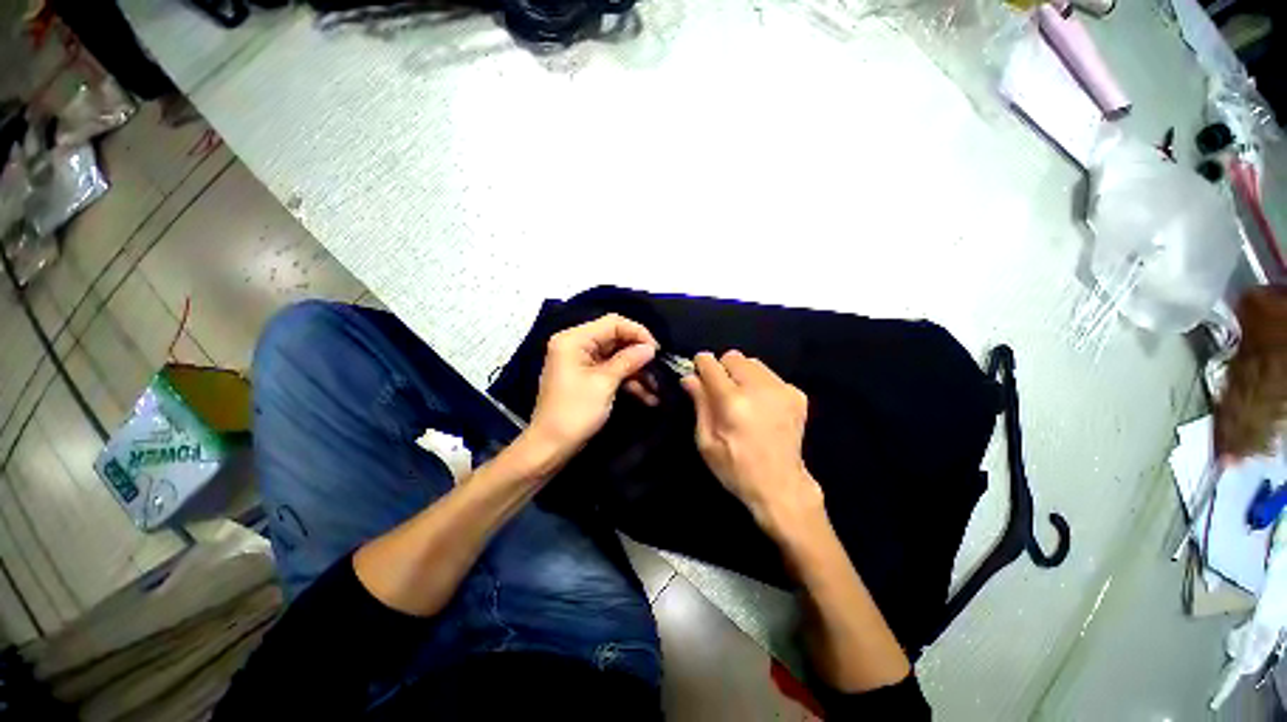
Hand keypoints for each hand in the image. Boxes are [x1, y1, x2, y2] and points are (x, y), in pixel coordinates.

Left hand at [527, 314, 658, 464]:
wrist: (551, 447)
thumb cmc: (575, 411)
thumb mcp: (604, 383)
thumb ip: (628, 361)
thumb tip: (650, 348)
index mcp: (574, 339)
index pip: (612, 323)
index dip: (637, 332)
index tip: (657, 350)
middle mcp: (576, 345)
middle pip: (616, 339)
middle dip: (638, 354)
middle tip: (659, 368)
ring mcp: (582, 362)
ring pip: (617, 357)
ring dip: (637, 371)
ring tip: (657, 388)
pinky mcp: (587, 377)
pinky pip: (611, 371)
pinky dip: (628, 381)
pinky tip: (648, 396)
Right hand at [681, 351, 823, 536]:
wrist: (781, 486)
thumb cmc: (735, 468)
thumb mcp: (706, 441)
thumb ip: (699, 403)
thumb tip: (689, 377)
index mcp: (732, 402)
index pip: (710, 363)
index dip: (700, 364)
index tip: (698, 373)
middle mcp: (758, 388)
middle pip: (733, 356)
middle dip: (722, 368)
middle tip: (721, 391)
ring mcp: (781, 389)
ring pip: (753, 362)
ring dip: (742, 374)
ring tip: (742, 398)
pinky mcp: (797, 394)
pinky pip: (770, 375)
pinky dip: (760, 383)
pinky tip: (760, 405)